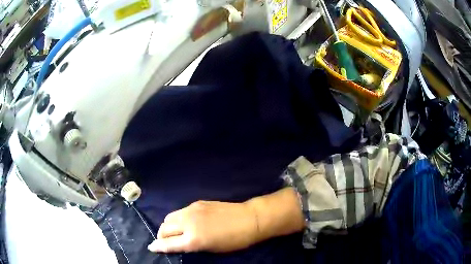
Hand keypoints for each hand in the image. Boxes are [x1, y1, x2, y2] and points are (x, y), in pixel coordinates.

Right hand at [148, 200, 258, 252]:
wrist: (249, 219)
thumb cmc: (234, 240)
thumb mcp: (212, 249)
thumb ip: (192, 245)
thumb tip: (179, 244)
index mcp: (193, 239)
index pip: (168, 243)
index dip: (157, 246)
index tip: (151, 247)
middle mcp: (188, 223)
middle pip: (164, 227)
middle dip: (161, 235)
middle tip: (164, 241)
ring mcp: (192, 210)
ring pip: (169, 217)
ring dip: (168, 225)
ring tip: (173, 231)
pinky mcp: (197, 203)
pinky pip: (180, 211)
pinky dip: (177, 218)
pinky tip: (185, 222)